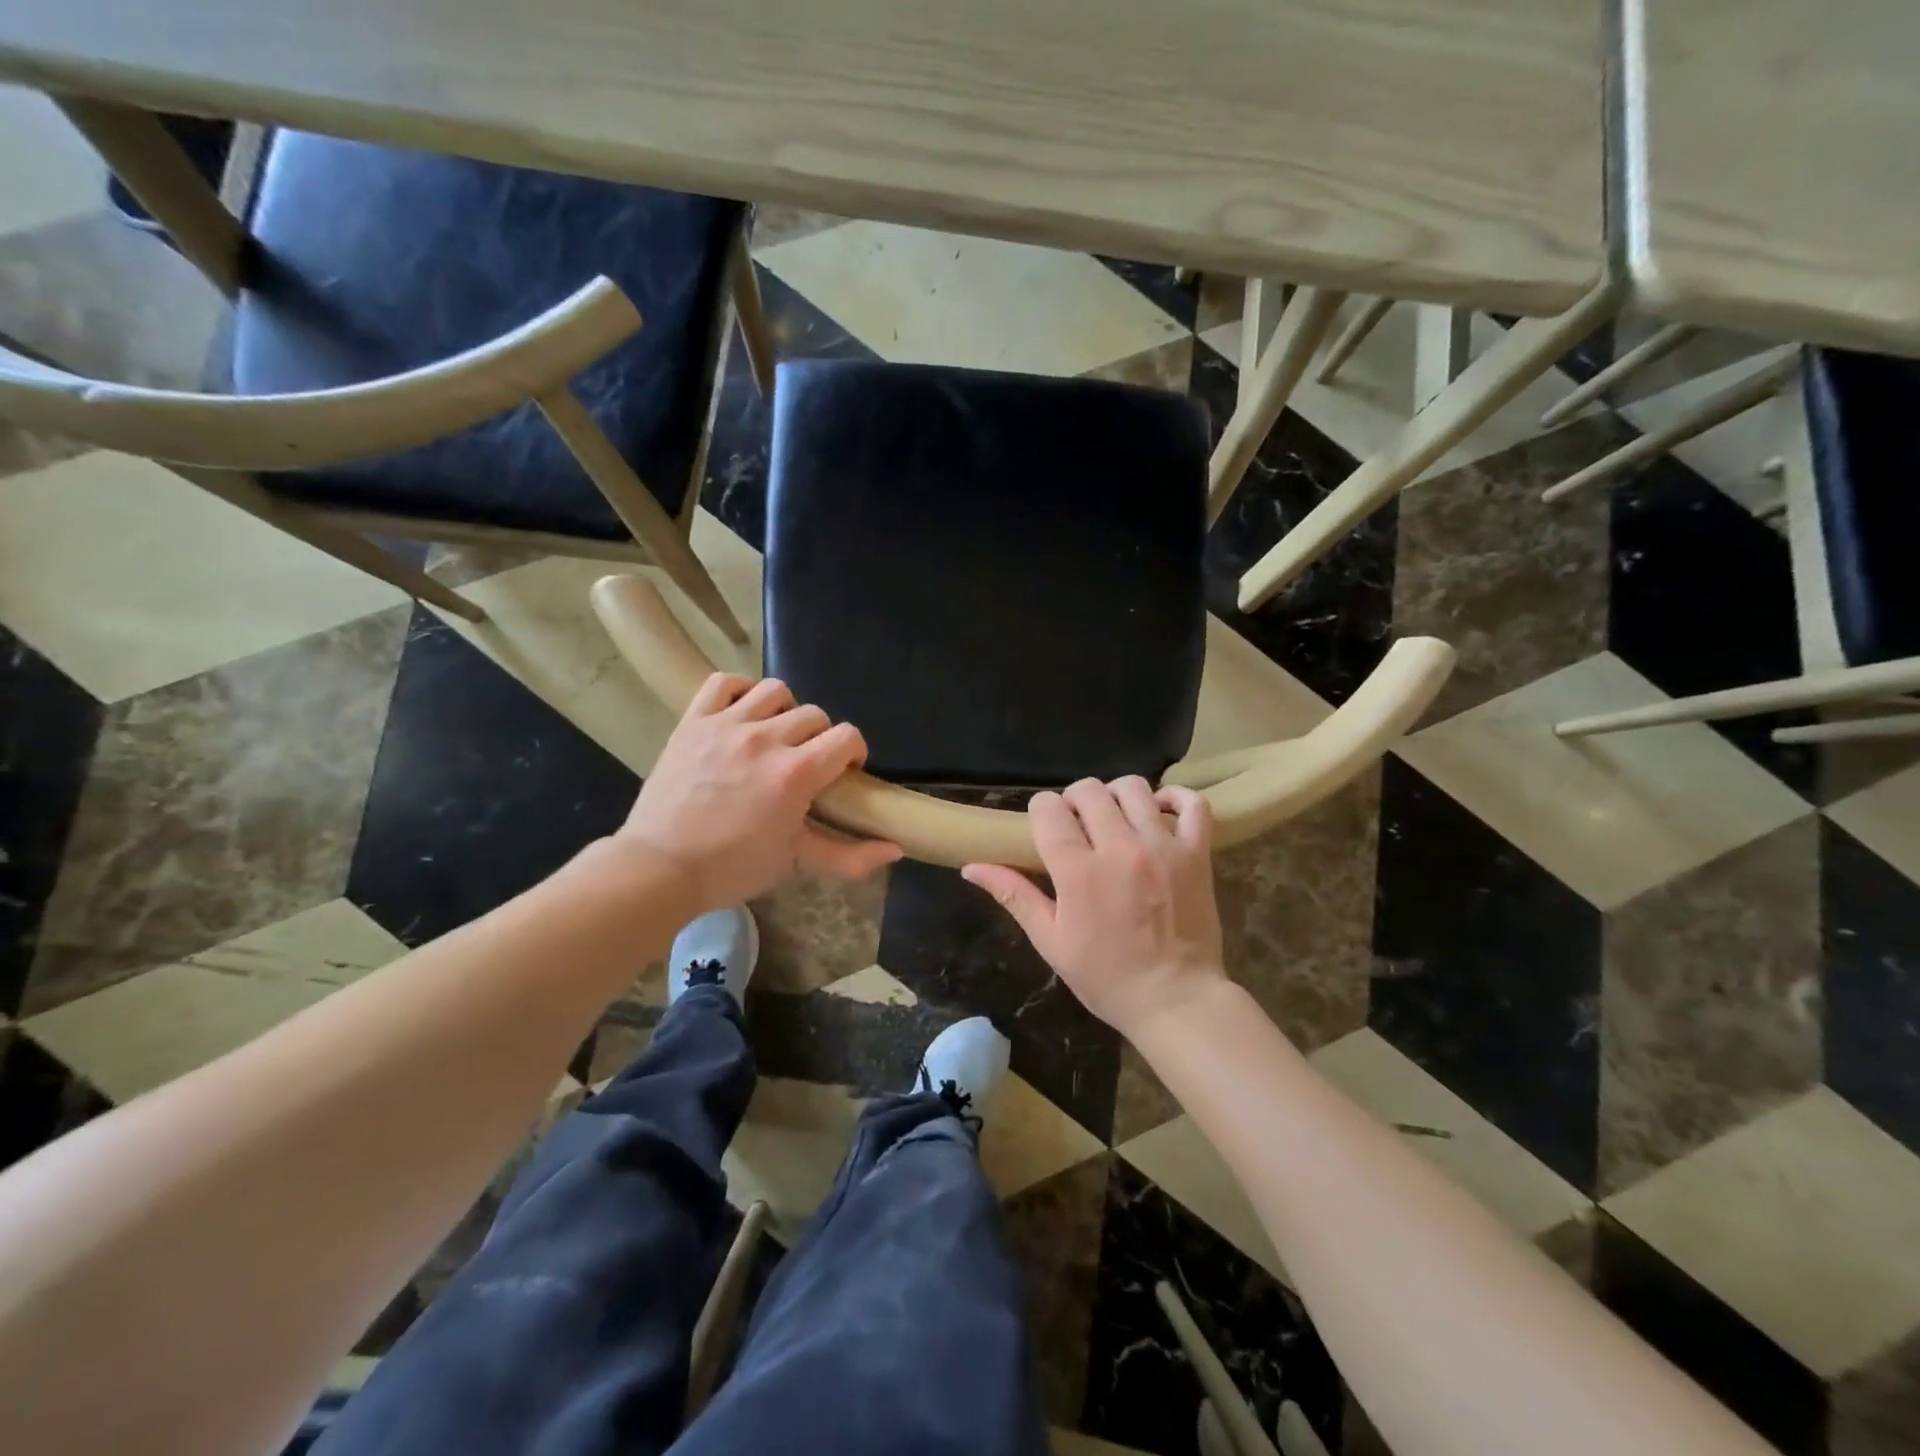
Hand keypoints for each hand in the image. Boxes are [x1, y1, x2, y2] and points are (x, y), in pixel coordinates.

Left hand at [621, 673, 900, 911]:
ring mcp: (727, 725)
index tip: (843, 773)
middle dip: (820, 739)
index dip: (853, 752)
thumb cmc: (733, 868)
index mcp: (796, 773)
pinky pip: (724, 682)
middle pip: (815, 716)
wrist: (659, 868)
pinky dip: (740, 691)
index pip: (846, 736)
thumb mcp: (797, 863)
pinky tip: (743, 713)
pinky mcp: (694, 721)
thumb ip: (851, 856)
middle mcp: (766, 739)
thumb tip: (897, 848)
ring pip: (776, 691)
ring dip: (785, 711)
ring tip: (775, 736)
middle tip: (805, 765)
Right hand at [963, 777, 1225, 1037]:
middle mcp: (1120, 848)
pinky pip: (1193, 805)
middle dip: (1073, 801)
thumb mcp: (1050, 941)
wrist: (1175, 1001)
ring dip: (1115, 796)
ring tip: (1114, 820)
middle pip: (1088, 791)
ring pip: (1133, 787)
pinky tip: (1158, 812)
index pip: (1049, 809)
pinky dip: (1175, 799)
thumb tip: (970, 867)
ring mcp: (1163, 847)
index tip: (1044, 829)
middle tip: (1077, 828)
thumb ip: (1014, 895)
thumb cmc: (1106, 976)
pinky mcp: (1197, 853)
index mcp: (1079, 871)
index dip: (1041, 812)